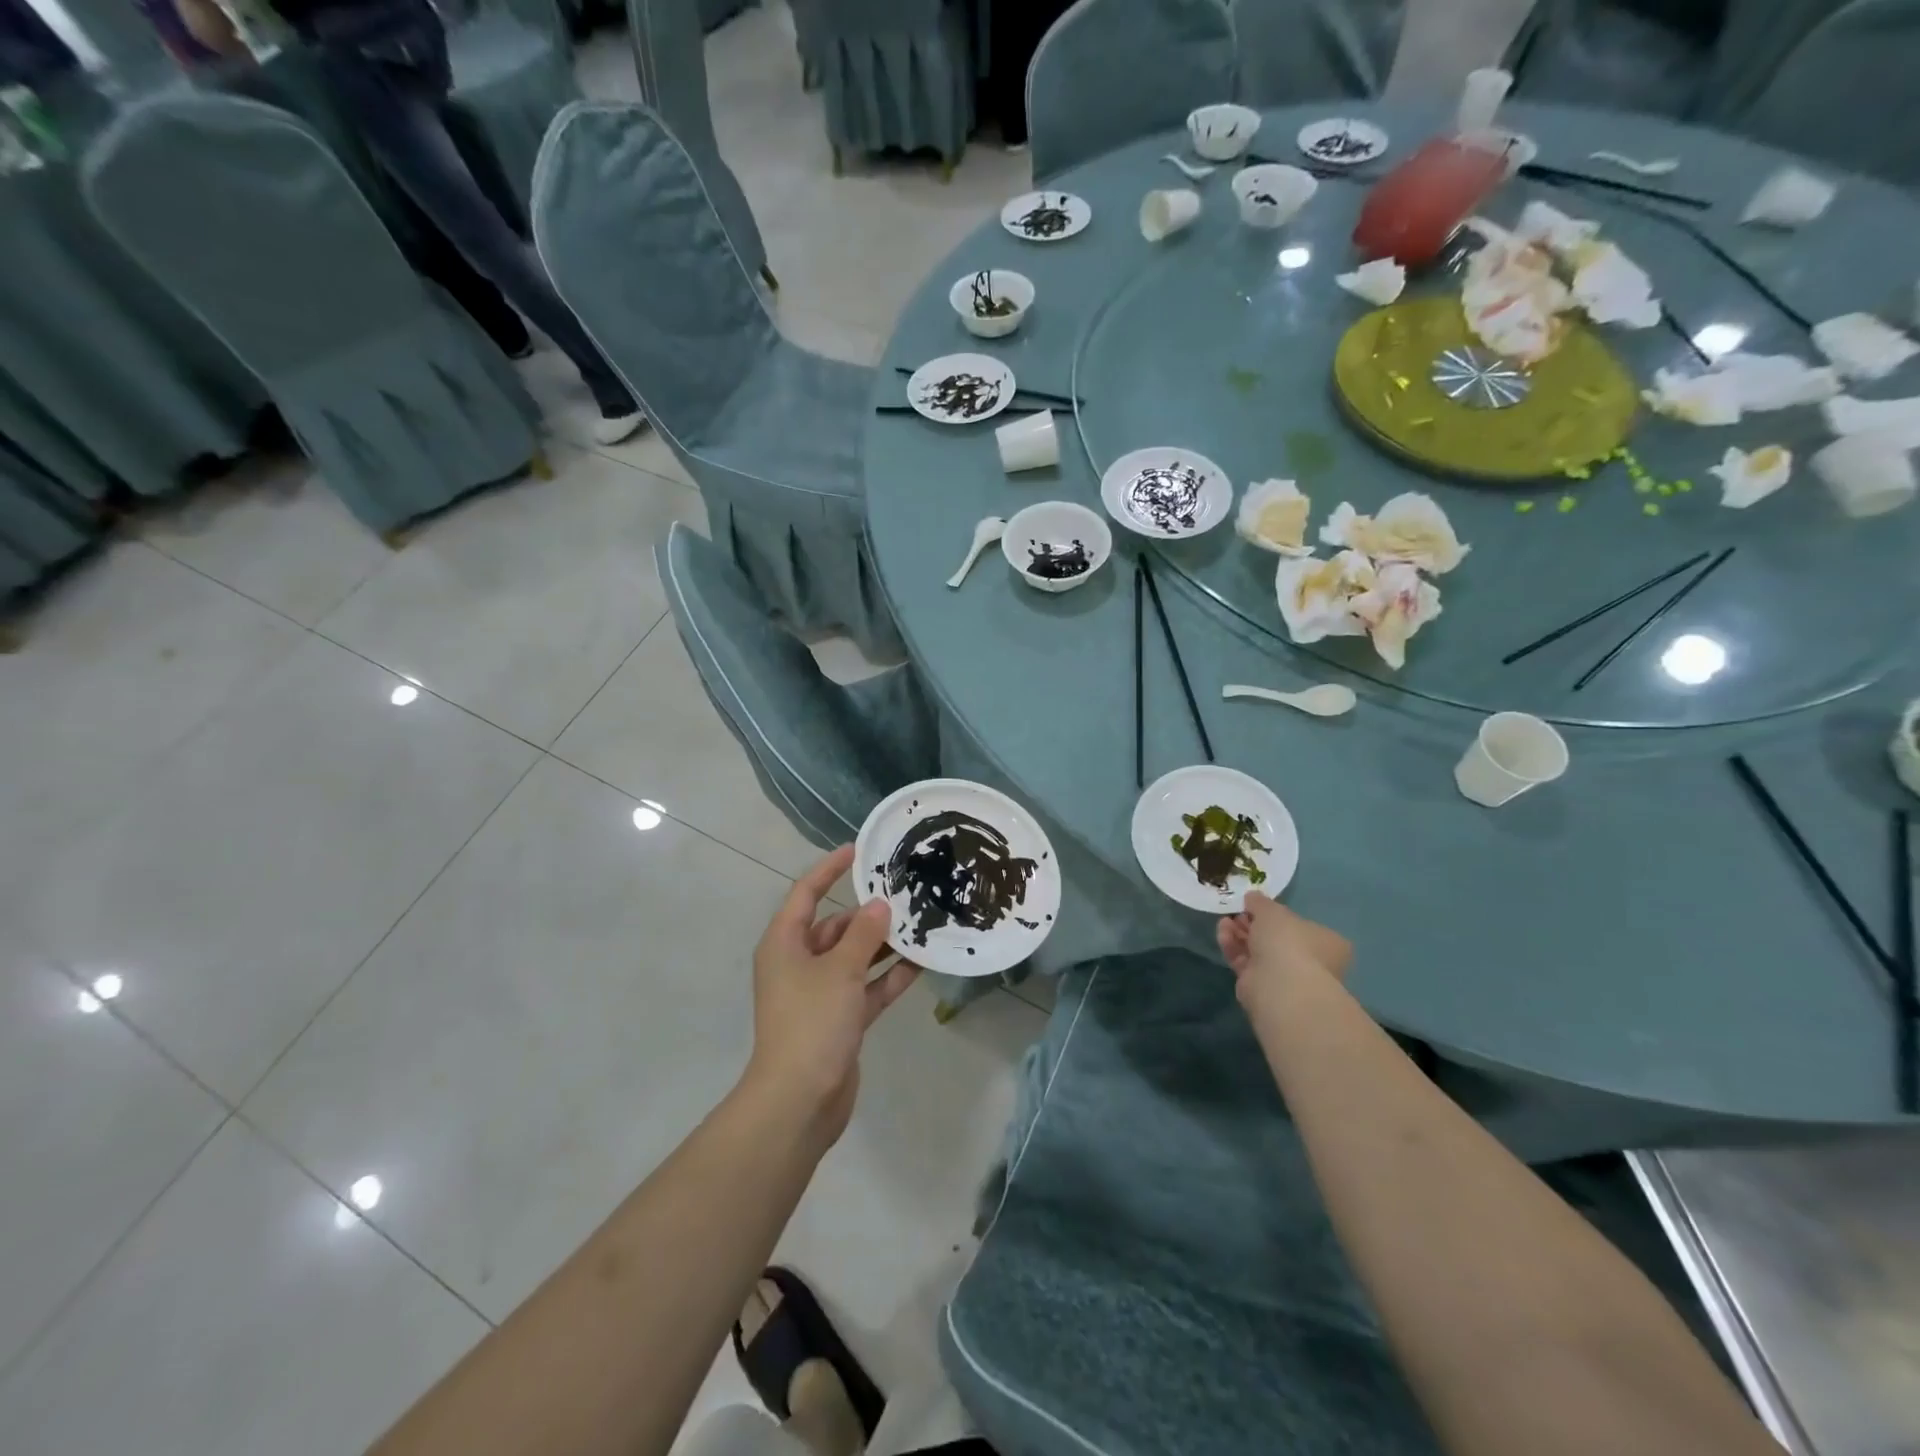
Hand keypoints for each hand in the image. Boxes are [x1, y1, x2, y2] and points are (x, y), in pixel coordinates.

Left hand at [744, 846, 918, 1144]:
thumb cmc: (811, 1022)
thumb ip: (864, 934)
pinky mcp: (839, 1019)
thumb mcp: (840, 970)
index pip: (806, 893)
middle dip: (868, 914)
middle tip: (906, 895)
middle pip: (836, 926)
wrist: (799, 1101)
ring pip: (855, 958)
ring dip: (884, 946)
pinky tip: (921, 964)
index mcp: (785, 944)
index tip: (858, 849)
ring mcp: (820, 993)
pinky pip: (866, 988)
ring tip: (921, 926)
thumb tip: (881, 905)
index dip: (829, 869)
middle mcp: (799, 963)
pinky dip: (888, 977)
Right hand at [1217, 891, 1351, 1020]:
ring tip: (1224, 921)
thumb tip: (1252, 898)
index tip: (1255, 905)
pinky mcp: (1262, 987)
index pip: (1300, 925)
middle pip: (1275, 938)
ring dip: (1239, 933)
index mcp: (1326, 942)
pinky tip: (1223, 934)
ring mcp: (1286, 977)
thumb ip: (1260, 902)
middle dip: (1252, 923)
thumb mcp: (1273, 910)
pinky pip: (1245, 962)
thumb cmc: (1288, 941)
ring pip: (1258, 950)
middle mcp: (1310, 961)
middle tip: (1237, 912)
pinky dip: (1233, 947)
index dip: (1276, 914)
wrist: (1280, 987)